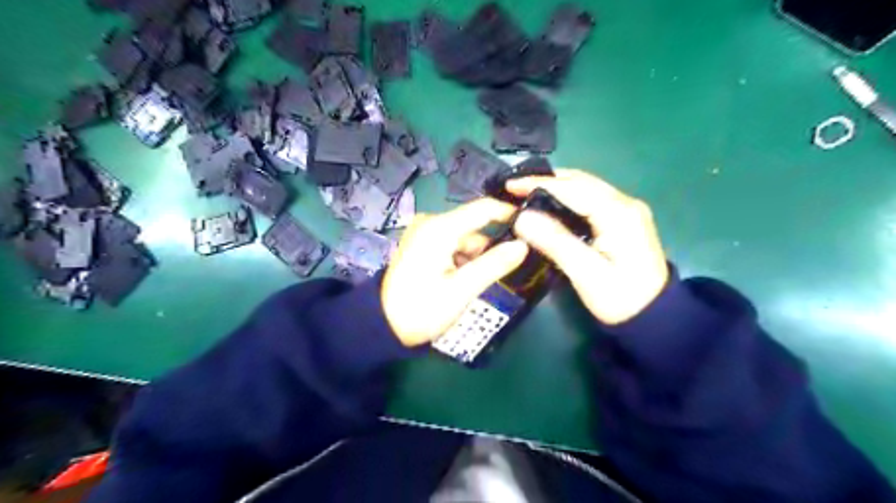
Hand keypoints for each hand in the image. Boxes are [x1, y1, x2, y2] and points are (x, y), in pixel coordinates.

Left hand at [384, 196, 529, 344]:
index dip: (510, 213)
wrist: (383, 325)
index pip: (484, 208)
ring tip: (486, 279)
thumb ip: (494, 265)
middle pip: (475, 225)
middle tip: (512, 265)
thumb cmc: (422, 309)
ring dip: (477, 256)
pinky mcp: (422, 244)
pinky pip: (453, 244)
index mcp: (440, 228)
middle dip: (493, 245)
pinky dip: (464, 258)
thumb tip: (524, 244)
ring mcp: (425, 233)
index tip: (534, 225)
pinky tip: (466, 279)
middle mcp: (431, 223)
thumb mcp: (461, 290)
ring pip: (466, 237)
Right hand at [507, 169, 667, 325]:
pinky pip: (590, 200)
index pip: (573, 187)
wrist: (654, 317)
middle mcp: (625, 203)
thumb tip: (522, 217)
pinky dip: (567, 198)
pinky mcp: (623, 220)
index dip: (539, 183)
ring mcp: (626, 210)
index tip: (510, 186)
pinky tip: (550, 207)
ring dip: (556, 188)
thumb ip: (555, 241)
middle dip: (546, 181)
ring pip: (585, 188)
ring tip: (526, 194)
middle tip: (514, 189)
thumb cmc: (620, 298)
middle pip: (581, 181)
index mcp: (619, 213)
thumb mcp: (586, 273)